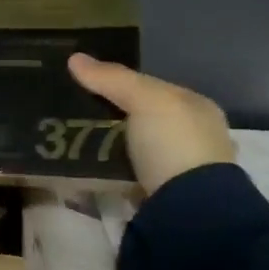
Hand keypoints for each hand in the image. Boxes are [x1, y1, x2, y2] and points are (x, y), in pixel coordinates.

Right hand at [67, 53, 235, 194]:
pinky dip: (111, 174)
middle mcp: (193, 137)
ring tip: (71, 142)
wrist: (190, 211)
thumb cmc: (175, 144)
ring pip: (134, 150)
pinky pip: (129, 177)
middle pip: (142, 120)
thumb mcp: (145, 100)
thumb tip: (75, 58)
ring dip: (109, 148)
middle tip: (72, 115)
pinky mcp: (164, 199)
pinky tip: (88, 170)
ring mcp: (180, 171)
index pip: (153, 88)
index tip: (86, 86)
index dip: (121, 84)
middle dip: (112, 118)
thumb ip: (112, 79)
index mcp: (197, 109)